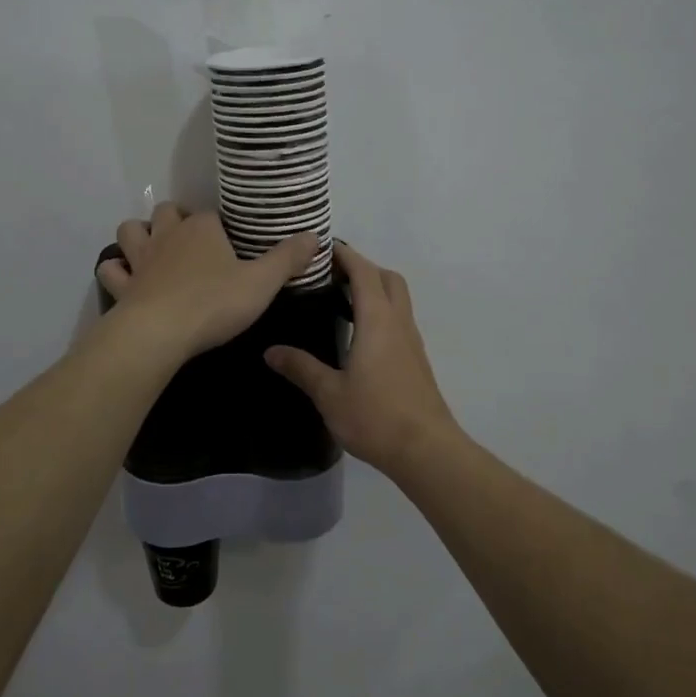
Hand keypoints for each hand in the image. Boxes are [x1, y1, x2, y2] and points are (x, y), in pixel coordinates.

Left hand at [96, 204, 319, 364]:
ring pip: (131, 231)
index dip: (222, 225)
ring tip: (153, 249)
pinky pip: (112, 270)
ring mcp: (141, 259)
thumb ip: (288, 259)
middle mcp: (168, 235)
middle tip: (191, 239)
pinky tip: (127, 278)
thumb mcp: (263, 283)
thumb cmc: (215, 303)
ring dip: (139, 235)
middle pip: (167, 212)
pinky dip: (117, 270)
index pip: (212, 214)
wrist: (160, 333)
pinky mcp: (123, 286)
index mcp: (202, 228)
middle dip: (175, 219)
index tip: (233, 241)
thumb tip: (316, 235)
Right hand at [264, 242, 460, 475]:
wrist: (426, 449)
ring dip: (375, 289)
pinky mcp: (416, 360)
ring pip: (398, 299)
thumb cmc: (376, 416)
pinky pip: (399, 320)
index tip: (322, 247)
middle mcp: (399, 323)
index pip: (363, 272)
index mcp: (378, 321)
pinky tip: (360, 335)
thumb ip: (301, 368)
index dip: (345, 254)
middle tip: (331, 275)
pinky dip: (381, 312)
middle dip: (362, 267)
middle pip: (387, 278)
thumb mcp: (330, 394)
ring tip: (341, 300)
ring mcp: (412, 341)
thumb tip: (270, 351)